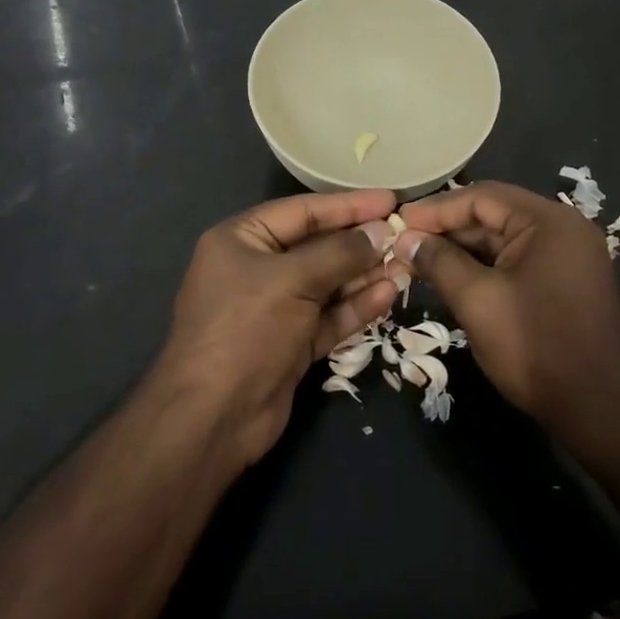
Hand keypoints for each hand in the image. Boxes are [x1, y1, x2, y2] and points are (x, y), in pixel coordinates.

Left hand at [156, 189, 403, 468]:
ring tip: (406, 265)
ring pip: (328, 283)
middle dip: (360, 243)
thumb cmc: (245, 329)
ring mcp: (275, 308)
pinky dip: (356, 306)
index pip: (303, 211)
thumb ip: (340, 252)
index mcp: (242, 239)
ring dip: (365, 275)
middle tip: (406, 236)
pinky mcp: (291, 342)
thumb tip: (382, 231)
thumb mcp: (292, 280)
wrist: (213, 419)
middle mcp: (257, 268)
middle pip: (318, 246)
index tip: (390, 199)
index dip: (348, 205)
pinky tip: (388, 294)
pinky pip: (329, 315)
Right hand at [396, 181, 619, 437]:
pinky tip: (452, 277)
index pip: (482, 197)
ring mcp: (567, 255)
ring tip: (418, 261)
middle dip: (447, 230)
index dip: (437, 209)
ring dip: (463, 249)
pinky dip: (484, 266)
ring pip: (503, 239)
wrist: (595, 407)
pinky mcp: (565, 281)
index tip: (399, 223)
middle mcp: (563, 228)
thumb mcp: (477, 300)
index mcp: (549, 221)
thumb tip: (405, 239)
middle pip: (494, 215)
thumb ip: (439, 262)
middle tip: (404, 244)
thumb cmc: (534, 346)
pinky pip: (517, 260)